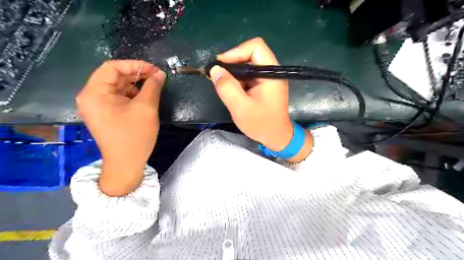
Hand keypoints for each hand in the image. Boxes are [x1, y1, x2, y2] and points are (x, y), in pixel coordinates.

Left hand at [74, 60, 163, 195]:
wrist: (126, 163)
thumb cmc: (135, 136)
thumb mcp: (146, 108)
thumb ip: (153, 87)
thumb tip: (160, 74)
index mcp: (95, 93)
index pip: (112, 67)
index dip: (135, 65)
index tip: (155, 70)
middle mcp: (91, 96)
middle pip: (114, 76)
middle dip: (136, 75)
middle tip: (157, 78)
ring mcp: (96, 106)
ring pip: (117, 86)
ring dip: (135, 85)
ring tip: (153, 88)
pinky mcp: (104, 113)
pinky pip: (117, 97)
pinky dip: (132, 95)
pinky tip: (144, 99)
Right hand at [212, 38, 313, 160]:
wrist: (276, 137)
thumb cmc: (261, 124)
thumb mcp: (240, 108)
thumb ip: (227, 88)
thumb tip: (215, 69)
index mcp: (271, 74)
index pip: (255, 47)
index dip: (236, 52)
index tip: (220, 66)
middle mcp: (272, 71)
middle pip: (250, 54)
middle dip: (232, 63)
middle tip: (218, 76)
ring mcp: (269, 78)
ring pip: (248, 64)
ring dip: (234, 73)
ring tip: (224, 86)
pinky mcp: (264, 84)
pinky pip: (249, 75)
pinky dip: (238, 80)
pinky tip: (233, 90)